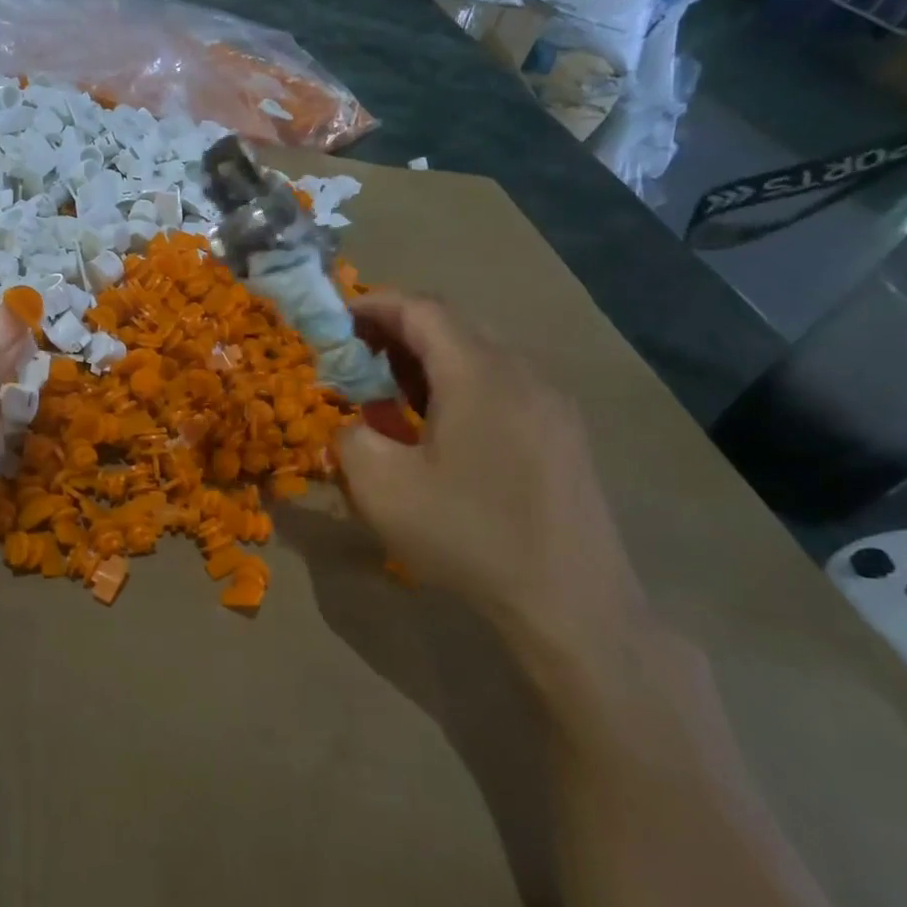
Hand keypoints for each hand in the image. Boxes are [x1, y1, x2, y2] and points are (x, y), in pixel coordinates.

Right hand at [334, 291, 650, 674]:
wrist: (571, 602)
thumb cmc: (469, 537)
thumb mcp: (382, 490)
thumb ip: (351, 438)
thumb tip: (355, 424)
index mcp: (478, 374)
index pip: (420, 309)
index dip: (372, 304)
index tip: (335, 319)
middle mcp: (521, 373)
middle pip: (451, 326)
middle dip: (395, 333)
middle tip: (355, 359)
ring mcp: (551, 403)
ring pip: (479, 356)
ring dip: (427, 362)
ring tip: (389, 393)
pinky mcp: (564, 433)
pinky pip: (502, 386)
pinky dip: (459, 386)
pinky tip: (440, 428)